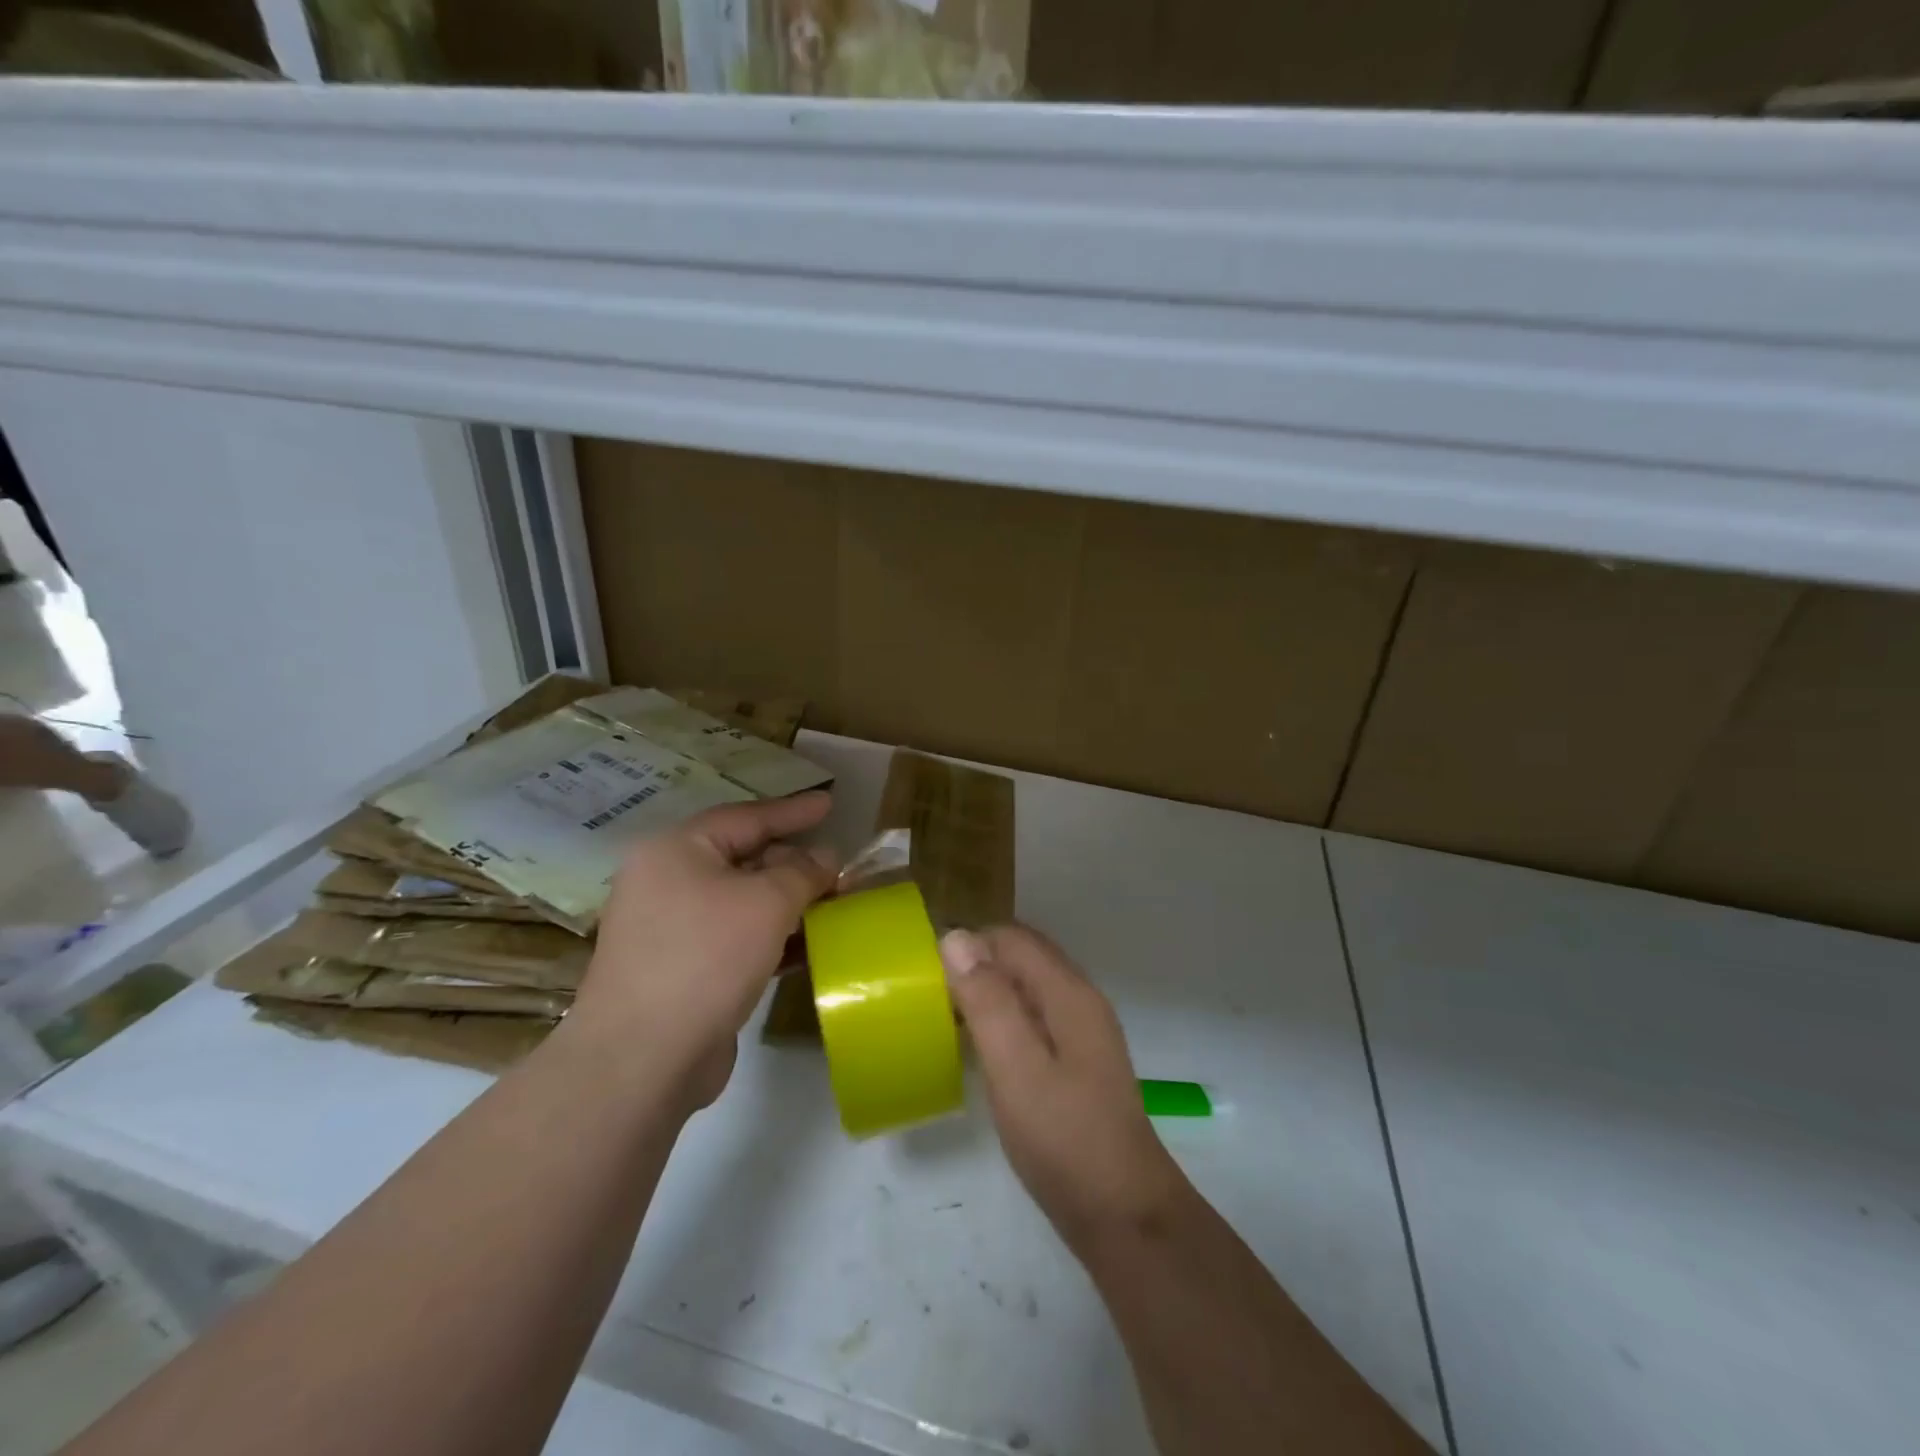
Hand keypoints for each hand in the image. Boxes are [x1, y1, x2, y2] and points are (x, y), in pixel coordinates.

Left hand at [575, 792, 836, 1108]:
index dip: (792, 810)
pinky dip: (770, 938)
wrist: (643, 1059)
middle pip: (742, 859)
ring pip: (741, 902)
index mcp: (676, 851)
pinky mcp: (681, 971)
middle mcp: (666, 883)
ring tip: (832, 905)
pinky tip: (807, 948)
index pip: (745, 818)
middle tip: (838, 869)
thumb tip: (825, 857)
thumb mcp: (767, 902)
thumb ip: (803, 872)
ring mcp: (670, 930)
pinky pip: (735, 939)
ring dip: (787, 903)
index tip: (830, 803)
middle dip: (794, 864)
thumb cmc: (707, 957)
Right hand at [941, 925, 1185, 1246]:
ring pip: (1028, 988)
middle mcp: (1080, 1001)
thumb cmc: (1064, 1138)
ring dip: (989, 991)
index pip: (1013, 939)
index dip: (969, 944)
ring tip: (947, 1017)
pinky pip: (1034, 1017)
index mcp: (1069, 993)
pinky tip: (981, 1048)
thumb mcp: (1016, 1067)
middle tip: (933, 994)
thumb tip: (956, 937)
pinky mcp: (1077, 1063)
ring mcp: (1083, 1033)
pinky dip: (1004, 1018)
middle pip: (1023, 957)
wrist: (1124, 1215)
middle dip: (977, 963)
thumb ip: (988, 1001)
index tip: (928, 972)